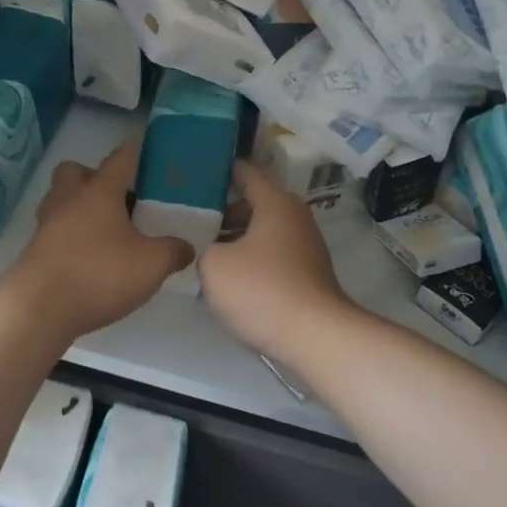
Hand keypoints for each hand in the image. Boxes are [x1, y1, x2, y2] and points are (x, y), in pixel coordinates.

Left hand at [5, 141, 194, 340]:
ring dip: (79, 208)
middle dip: (93, 178)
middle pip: (74, 171)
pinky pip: (55, 231)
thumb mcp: (151, 264)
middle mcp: (68, 199)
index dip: (134, 152)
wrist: (38, 309)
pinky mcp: (34, 251)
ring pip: (61, 200)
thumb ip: (173, 252)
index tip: (145, 150)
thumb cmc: (99, 274)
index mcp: (99, 191)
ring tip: (105, 232)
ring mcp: (46, 224)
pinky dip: (70, 238)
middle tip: (117, 200)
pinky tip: (89, 259)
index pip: (119, 158)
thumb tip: (186, 247)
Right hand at [199, 160, 356, 362]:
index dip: (224, 170)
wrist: (314, 336)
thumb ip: (204, 248)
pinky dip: (252, 258)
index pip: (248, 174)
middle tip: (192, 217)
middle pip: (255, 204)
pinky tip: (230, 276)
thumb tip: (211, 250)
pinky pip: (272, 255)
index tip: (200, 170)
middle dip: (225, 210)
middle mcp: (295, 217)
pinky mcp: (308, 274)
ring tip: (205, 249)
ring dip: (237, 237)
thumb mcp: (214, 265)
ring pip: (264, 232)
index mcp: (276, 203)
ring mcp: (306, 247)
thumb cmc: (261, 289)